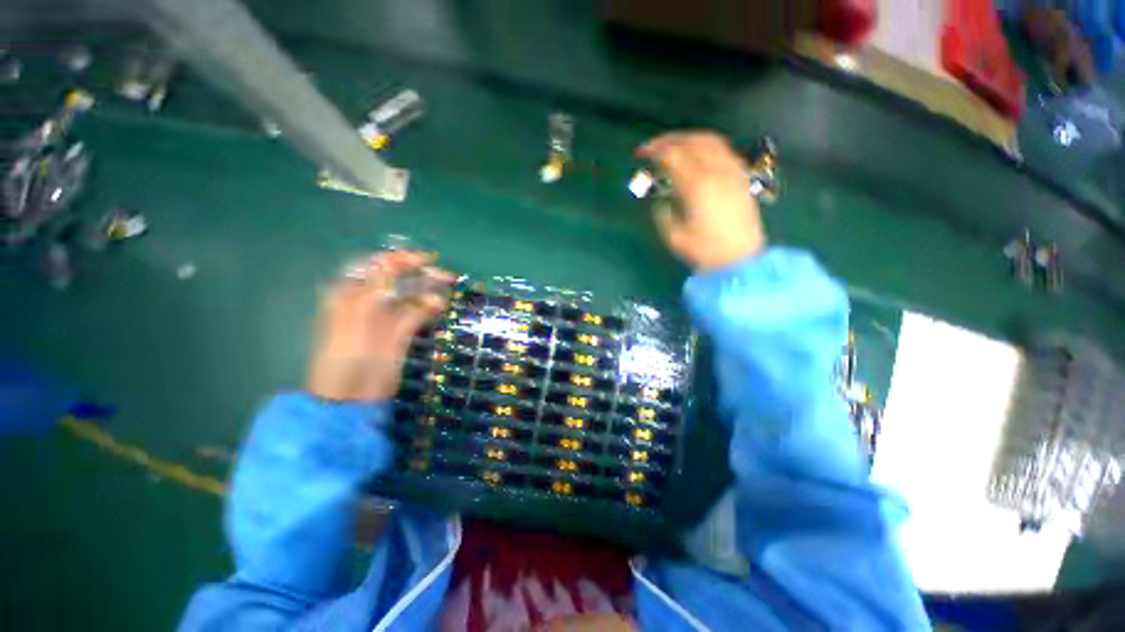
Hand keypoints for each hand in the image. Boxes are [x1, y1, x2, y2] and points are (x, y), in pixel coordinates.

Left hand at [307, 251, 452, 401]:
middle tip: (446, 276)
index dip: (402, 259)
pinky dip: (429, 307)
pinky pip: (417, 313)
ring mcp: (386, 318)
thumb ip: (373, 289)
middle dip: (421, 274)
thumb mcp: (356, 317)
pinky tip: (440, 305)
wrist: (351, 397)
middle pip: (398, 279)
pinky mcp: (400, 333)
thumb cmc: (346, 356)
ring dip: (428, 290)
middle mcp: (370, 302)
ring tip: (447, 288)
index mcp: (351, 294)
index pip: (378, 266)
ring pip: (410, 296)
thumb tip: (393, 264)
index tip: (428, 259)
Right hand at [637, 131, 765, 270]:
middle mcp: (716, 171)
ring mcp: (732, 171)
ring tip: (674, 146)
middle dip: (669, 139)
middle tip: (653, 147)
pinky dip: (707, 145)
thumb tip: (661, 197)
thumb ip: (663, 211)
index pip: (673, 155)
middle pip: (691, 141)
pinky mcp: (741, 177)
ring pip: (710, 140)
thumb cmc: (704, 251)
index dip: (654, 150)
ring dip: (688, 138)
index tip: (641, 154)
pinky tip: (698, 154)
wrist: (739, 260)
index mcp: (697, 186)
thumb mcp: (673, 236)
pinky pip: (724, 149)